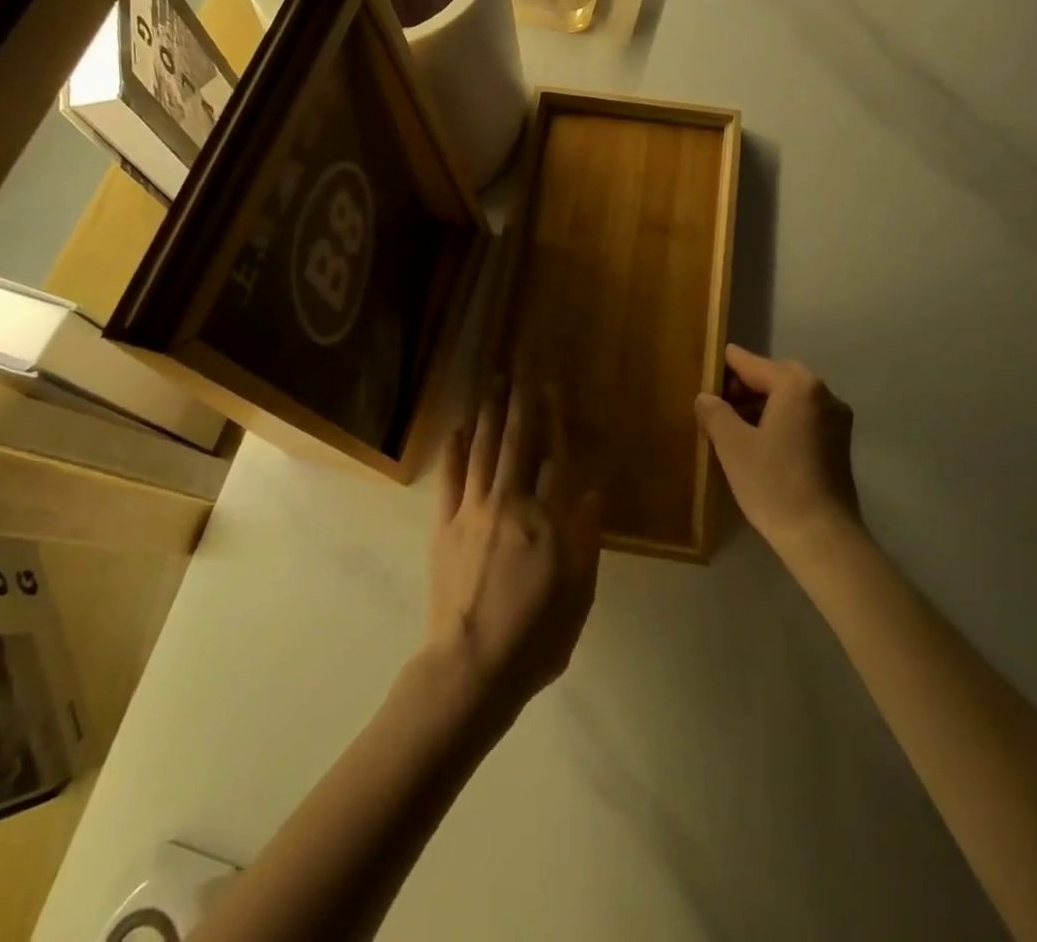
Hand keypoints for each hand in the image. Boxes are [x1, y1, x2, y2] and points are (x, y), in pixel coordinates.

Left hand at [427, 381, 601, 717]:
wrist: (473, 668)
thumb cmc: (537, 636)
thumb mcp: (579, 591)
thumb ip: (586, 536)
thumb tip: (592, 489)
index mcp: (547, 520)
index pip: (553, 456)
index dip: (553, 419)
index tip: (551, 387)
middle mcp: (509, 504)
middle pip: (516, 442)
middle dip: (519, 402)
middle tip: (519, 368)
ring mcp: (472, 511)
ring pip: (482, 450)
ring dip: (487, 413)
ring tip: (492, 382)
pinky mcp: (444, 526)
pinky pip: (449, 478)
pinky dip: (453, 450)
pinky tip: (457, 427)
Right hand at [695, 346, 860, 559]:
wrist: (822, 537)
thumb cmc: (773, 483)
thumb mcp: (733, 445)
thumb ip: (715, 412)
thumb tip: (706, 397)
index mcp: (797, 386)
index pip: (752, 363)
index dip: (725, 365)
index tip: (704, 366)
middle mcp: (823, 393)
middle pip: (775, 377)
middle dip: (744, 386)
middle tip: (715, 402)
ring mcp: (836, 419)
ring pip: (790, 398)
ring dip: (762, 404)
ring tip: (731, 424)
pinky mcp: (839, 443)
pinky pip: (803, 417)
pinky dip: (780, 420)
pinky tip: (758, 441)